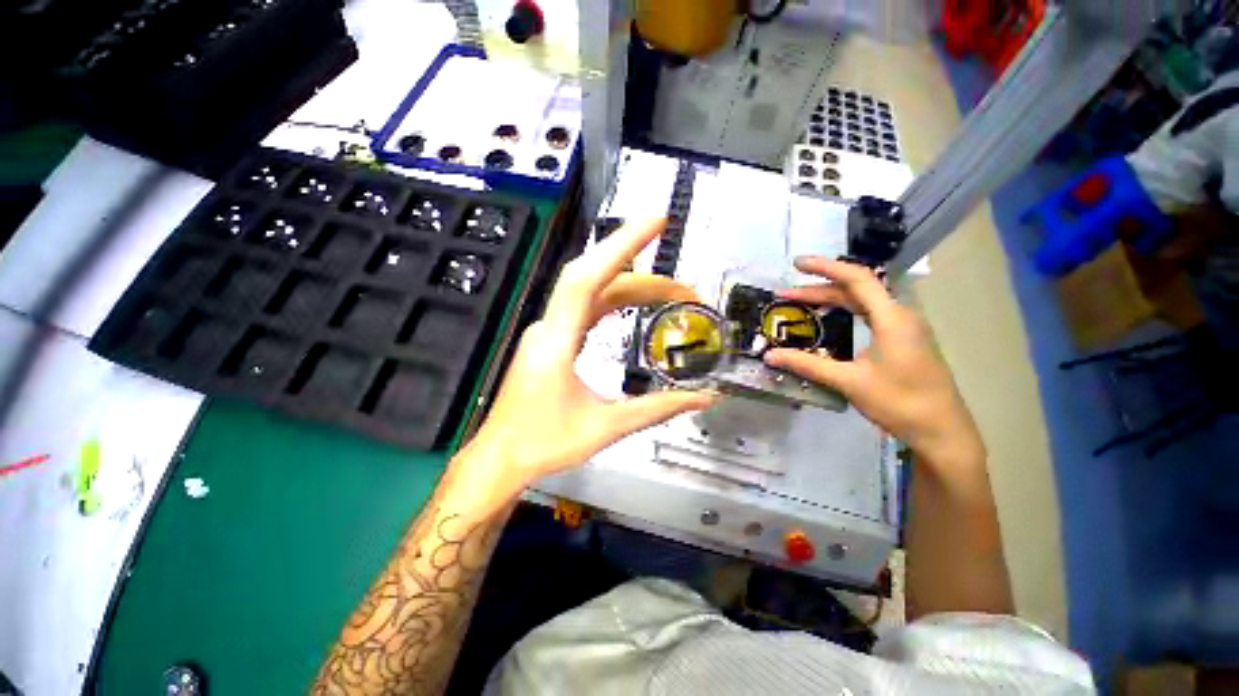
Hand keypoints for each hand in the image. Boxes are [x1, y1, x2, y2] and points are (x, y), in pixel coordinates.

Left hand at [458, 219, 715, 497]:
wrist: (502, 457)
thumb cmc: (545, 444)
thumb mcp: (607, 428)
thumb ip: (657, 409)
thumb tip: (702, 398)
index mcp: (557, 341)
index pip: (589, 277)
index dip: (622, 245)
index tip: (656, 223)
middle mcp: (550, 326)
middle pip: (595, 280)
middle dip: (642, 273)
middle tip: (684, 284)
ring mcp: (548, 331)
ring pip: (591, 292)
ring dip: (631, 287)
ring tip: (670, 293)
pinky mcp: (551, 340)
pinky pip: (585, 308)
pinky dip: (614, 300)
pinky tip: (633, 304)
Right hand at [763, 257, 982, 464]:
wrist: (941, 431)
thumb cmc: (899, 402)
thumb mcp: (848, 381)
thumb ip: (807, 364)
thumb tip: (769, 355)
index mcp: (891, 318)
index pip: (856, 279)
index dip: (825, 267)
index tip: (797, 264)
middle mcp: (900, 315)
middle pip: (856, 289)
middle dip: (819, 288)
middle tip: (785, 294)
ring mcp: (904, 327)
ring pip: (863, 302)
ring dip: (831, 299)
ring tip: (800, 303)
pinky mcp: (903, 339)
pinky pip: (869, 315)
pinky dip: (845, 311)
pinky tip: (829, 320)